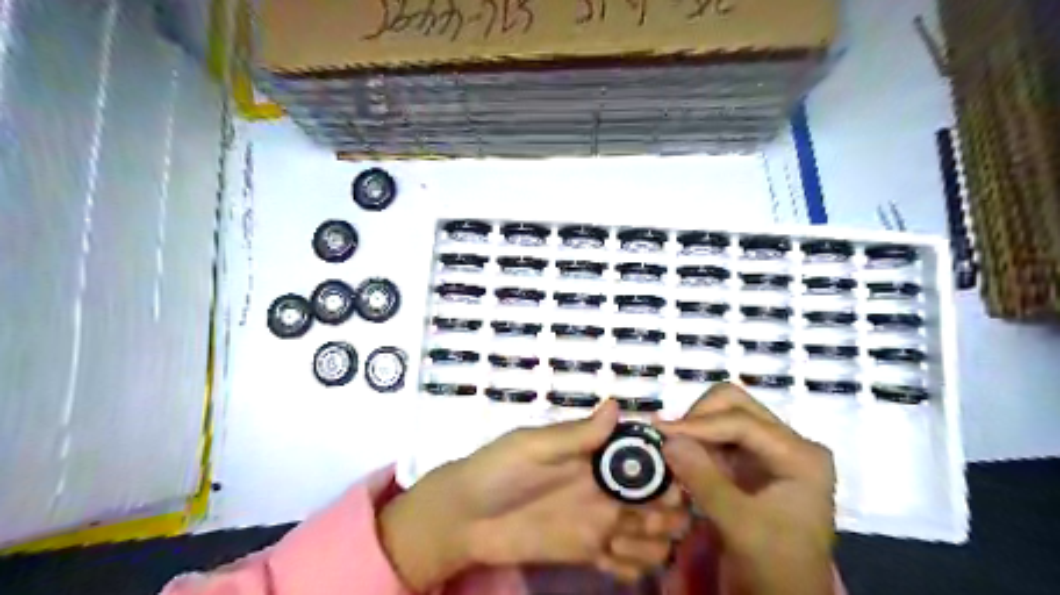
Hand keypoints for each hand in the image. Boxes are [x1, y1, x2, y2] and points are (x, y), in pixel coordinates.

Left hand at [379, 400, 688, 590]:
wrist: (465, 516)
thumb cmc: (499, 470)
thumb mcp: (535, 446)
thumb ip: (576, 434)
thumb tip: (616, 405)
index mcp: (596, 456)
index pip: (644, 456)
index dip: (665, 465)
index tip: (673, 478)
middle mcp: (606, 488)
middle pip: (659, 498)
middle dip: (669, 508)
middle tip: (652, 517)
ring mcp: (601, 522)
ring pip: (652, 534)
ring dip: (655, 540)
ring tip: (628, 539)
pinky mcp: (590, 553)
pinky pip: (627, 564)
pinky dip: (634, 566)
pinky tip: (614, 559)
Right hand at [660, 382, 835, 591]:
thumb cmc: (775, 568)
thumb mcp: (739, 525)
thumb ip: (703, 479)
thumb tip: (667, 438)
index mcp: (801, 456)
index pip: (742, 422)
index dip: (699, 424)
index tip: (660, 432)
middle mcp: (789, 444)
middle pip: (736, 405)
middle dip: (699, 418)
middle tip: (670, 441)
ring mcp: (770, 452)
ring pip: (724, 417)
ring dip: (695, 431)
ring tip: (672, 452)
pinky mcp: (752, 464)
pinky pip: (718, 438)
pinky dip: (697, 444)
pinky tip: (681, 461)